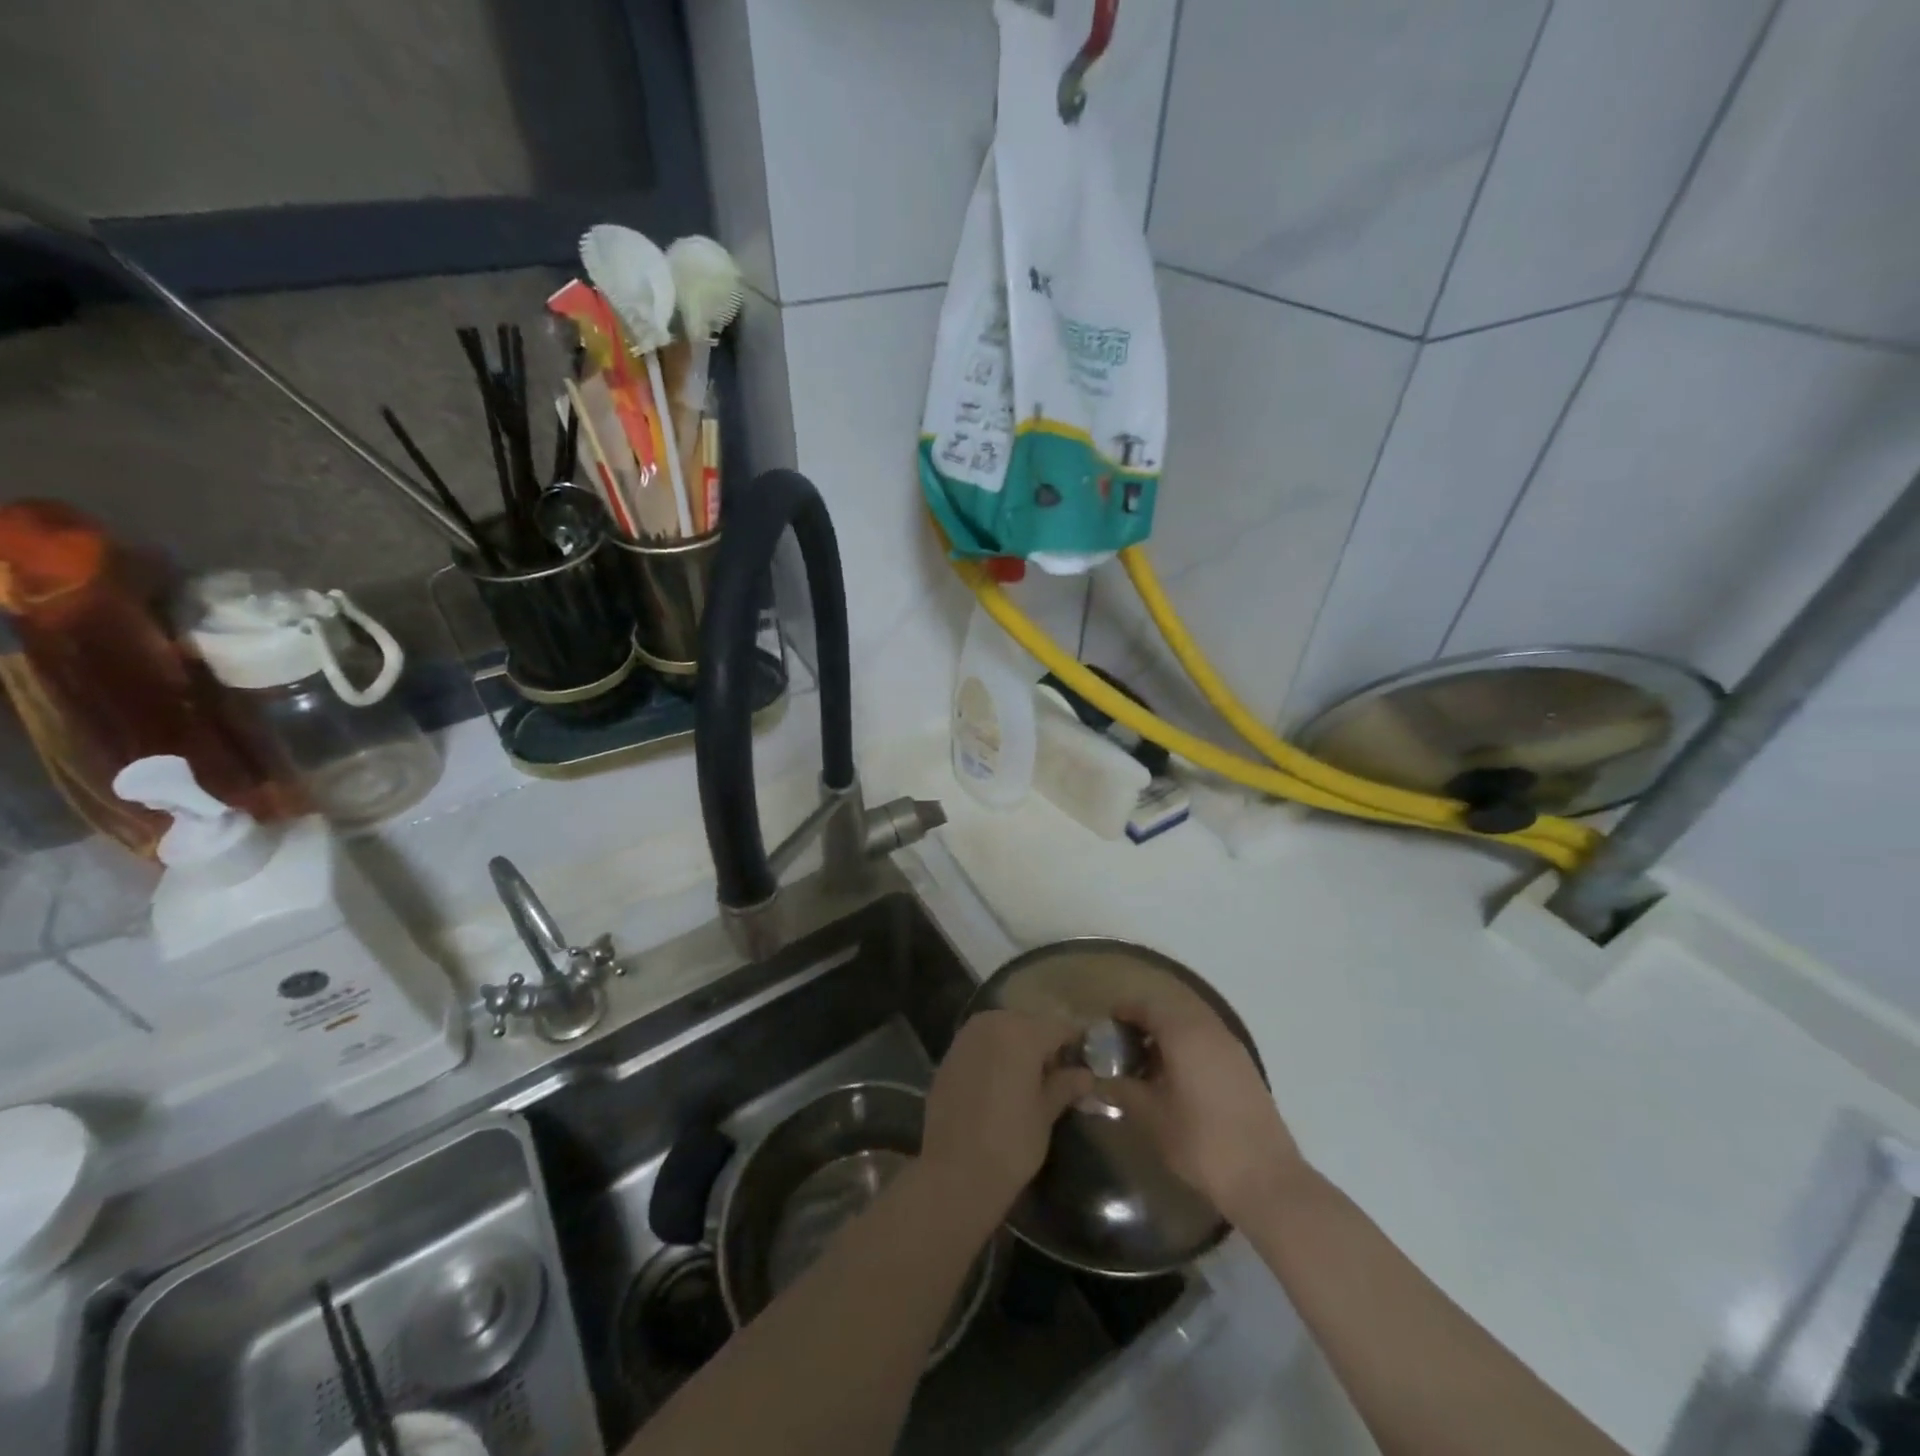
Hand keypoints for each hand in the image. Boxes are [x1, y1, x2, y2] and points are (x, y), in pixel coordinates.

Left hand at [921, 1010, 1092, 1219]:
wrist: (954, 1172)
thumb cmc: (1011, 1142)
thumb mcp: (1045, 1114)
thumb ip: (1065, 1086)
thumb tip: (1086, 1075)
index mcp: (1021, 1032)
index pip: (1059, 1027)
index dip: (1075, 1043)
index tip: (1086, 1062)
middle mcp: (992, 1023)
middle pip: (1029, 1024)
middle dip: (1044, 1044)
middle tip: (1058, 1075)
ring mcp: (966, 1037)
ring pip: (1003, 1030)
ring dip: (1018, 1047)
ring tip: (1029, 1081)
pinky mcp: (949, 1055)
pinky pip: (981, 1044)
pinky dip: (995, 1056)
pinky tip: (1000, 1085)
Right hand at [1102, 998, 1308, 1224]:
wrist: (1266, 1179)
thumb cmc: (1201, 1142)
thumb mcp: (1151, 1117)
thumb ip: (1121, 1091)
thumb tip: (1096, 1081)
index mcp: (1184, 1033)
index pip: (1147, 1005)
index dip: (1124, 1011)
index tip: (1106, 1027)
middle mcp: (1210, 1029)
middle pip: (1171, 1009)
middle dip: (1145, 1021)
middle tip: (1124, 1044)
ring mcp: (1232, 1048)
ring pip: (1192, 1024)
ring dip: (1168, 1034)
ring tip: (1147, 1064)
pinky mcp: (1245, 1068)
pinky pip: (1208, 1041)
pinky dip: (1188, 1047)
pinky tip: (1176, 1079)